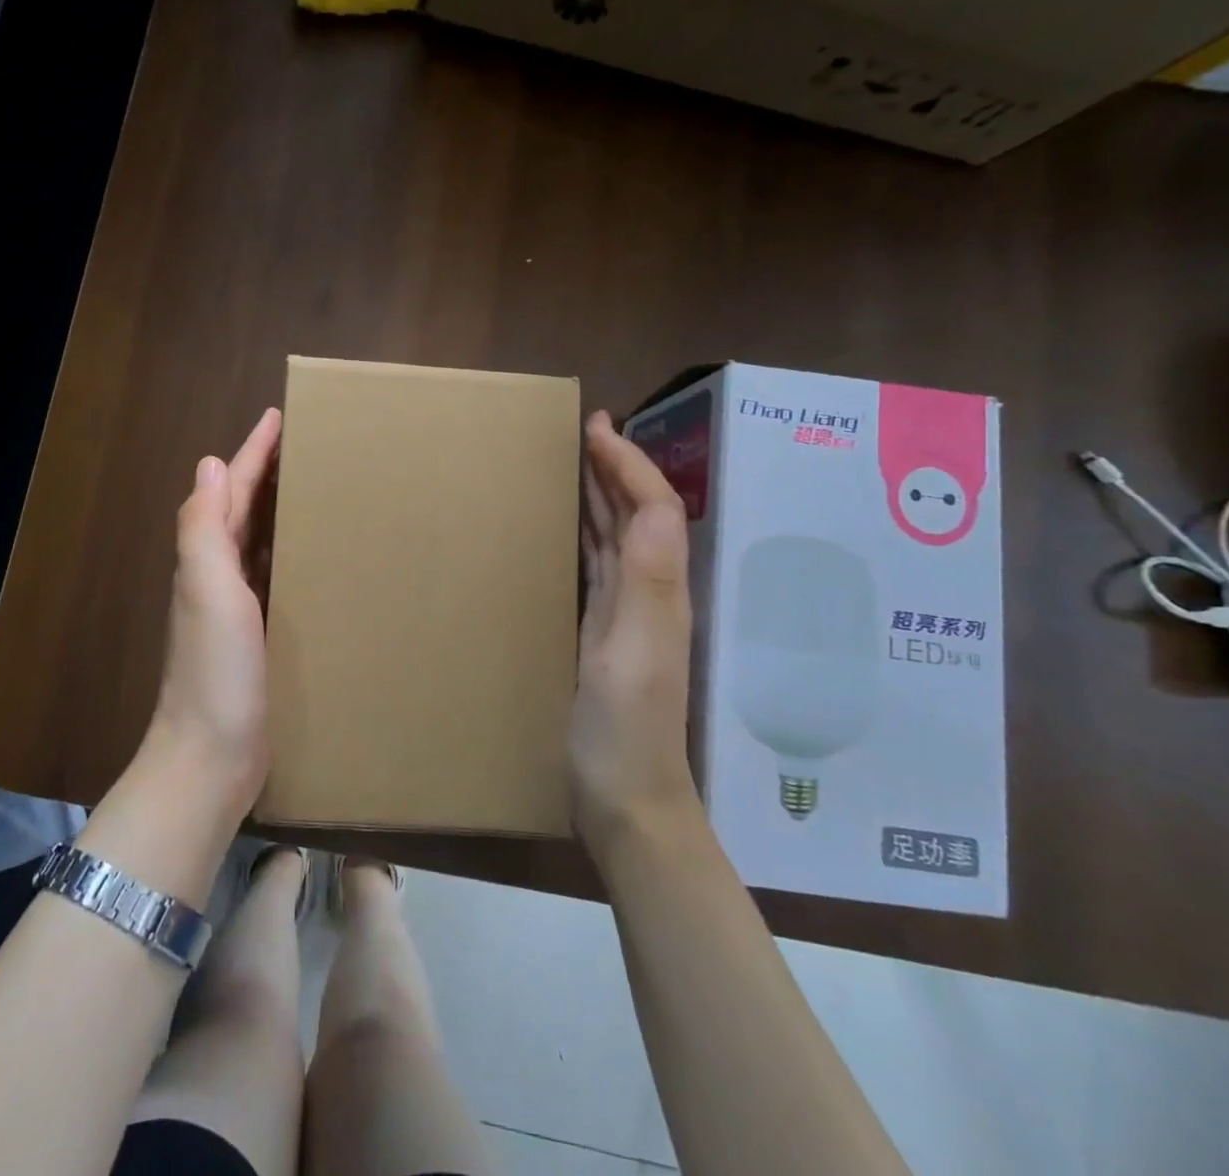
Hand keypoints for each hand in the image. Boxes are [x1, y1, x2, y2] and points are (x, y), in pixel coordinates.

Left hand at [150, 407, 281, 820]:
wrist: (212, 757)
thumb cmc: (214, 669)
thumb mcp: (207, 590)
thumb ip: (202, 528)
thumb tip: (208, 464)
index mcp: (207, 558)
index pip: (230, 488)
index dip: (252, 451)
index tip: (280, 416)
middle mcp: (218, 575)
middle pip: (242, 508)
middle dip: (267, 472)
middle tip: (307, 445)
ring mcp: (238, 607)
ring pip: (259, 540)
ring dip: (278, 509)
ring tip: (316, 486)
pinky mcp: (259, 635)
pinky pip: (275, 576)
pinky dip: (288, 552)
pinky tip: (313, 555)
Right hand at [572, 411, 698, 849]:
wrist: (625, 801)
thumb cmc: (624, 730)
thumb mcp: (632, 654)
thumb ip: (647, 582)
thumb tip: (654, 503)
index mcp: (660, 590)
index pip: (653, 507)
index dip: (628, 462)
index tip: (595, 426)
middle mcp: (649, 593)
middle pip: (639, 513)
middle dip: (616, 466)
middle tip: (584, 430)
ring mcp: (627, 615)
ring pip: (617, 536)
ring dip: (602, 494)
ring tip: (575, 462)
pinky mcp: (603, 634)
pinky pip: (598, 566)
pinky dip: (586, 534)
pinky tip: (569, 528)